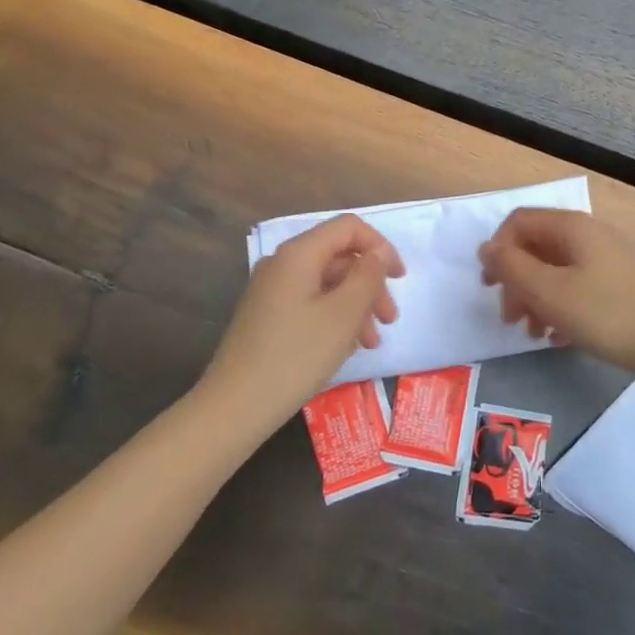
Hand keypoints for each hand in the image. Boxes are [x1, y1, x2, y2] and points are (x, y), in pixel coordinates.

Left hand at [205, 215, 404, 421]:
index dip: (380, 246)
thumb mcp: (344, 314)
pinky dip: (334, 317)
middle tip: (390, 319)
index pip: (348, 227)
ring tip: (371, 342)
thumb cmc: (296, 355)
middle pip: (338, 257)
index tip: (400, 278)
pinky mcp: (267, 317)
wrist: (234, 407)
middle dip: (370, 283)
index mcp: (299, 254)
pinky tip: (346, 347)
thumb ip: (368, 275)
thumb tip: (378, 253)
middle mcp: (282, 264)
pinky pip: (311, 303)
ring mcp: (271, 291)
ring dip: (356, 305)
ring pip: (327, 283)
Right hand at [478, 209, 634, 379]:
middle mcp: (586, 234)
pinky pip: (574, 286)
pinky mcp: (615, 283)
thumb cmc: (602, 313)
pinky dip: (559, 307)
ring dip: (535, 298)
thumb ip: (511, 266)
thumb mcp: (547, 291)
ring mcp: (603, 258)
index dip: (498, 250)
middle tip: (509, 317)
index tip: (491, 286)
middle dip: (516, 281)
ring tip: (532, 333)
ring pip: (553, 270)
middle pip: (535, 247)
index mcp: (570, 226)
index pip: (518, 222)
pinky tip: (558, 338)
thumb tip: (486, 248)